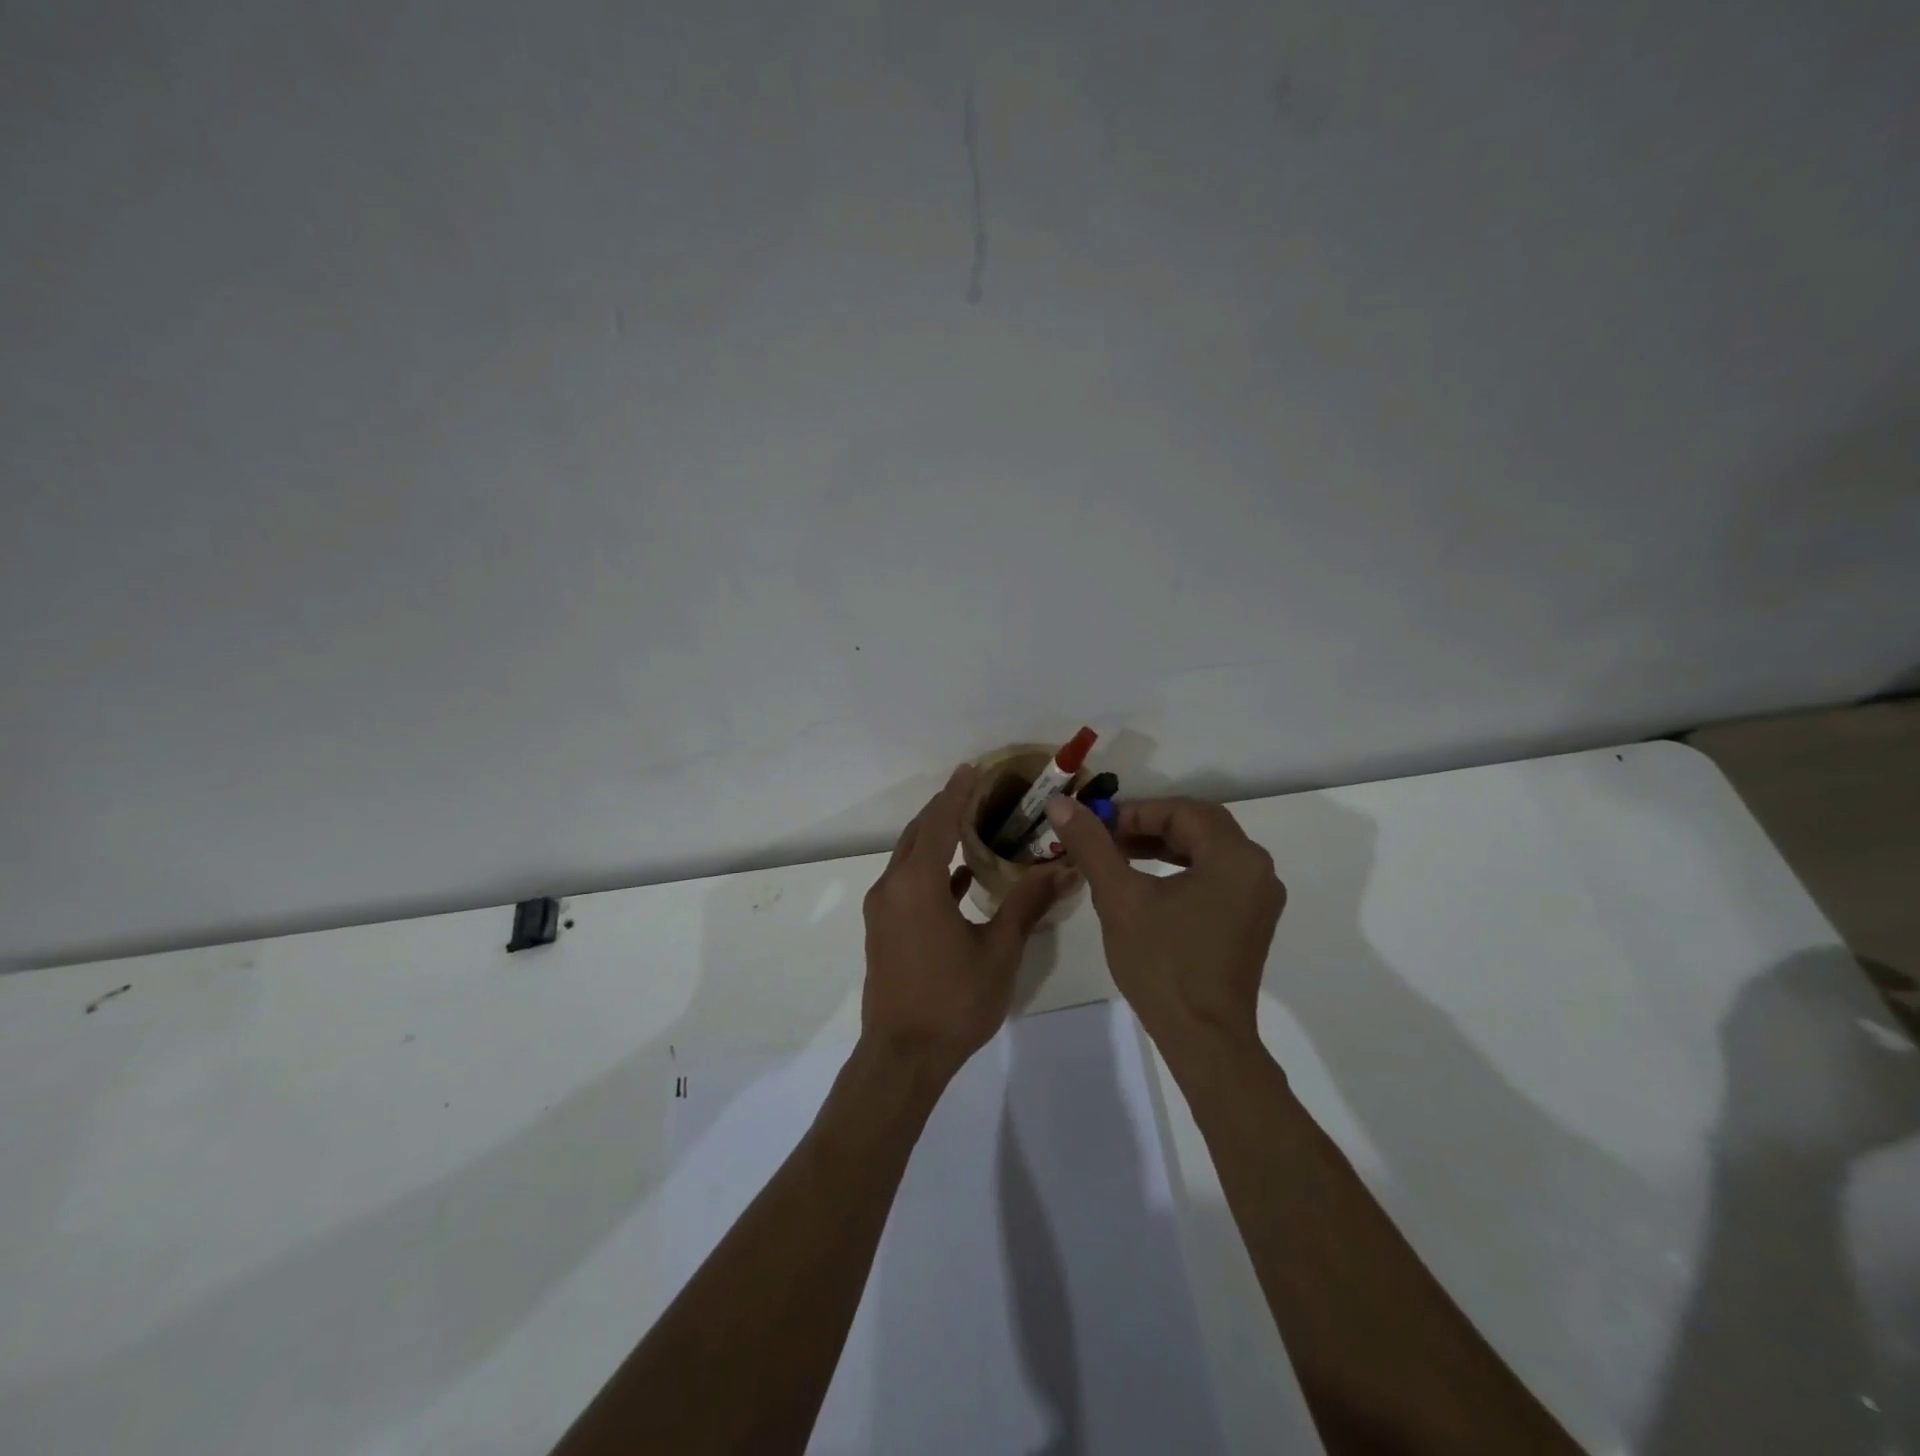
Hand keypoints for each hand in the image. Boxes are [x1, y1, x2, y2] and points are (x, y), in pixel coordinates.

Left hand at [861, 765, 1067, 1076]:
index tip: (973, 768)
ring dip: (935, 837)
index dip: (957, 793)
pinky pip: (907, 882)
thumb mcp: (999, 951)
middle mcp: (892, 887)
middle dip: (944, 808)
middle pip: (918, 833)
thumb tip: (1061, 868)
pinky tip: (960, 876)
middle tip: (977, 789)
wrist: (902, 1057)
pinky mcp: (883, 929)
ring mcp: (883, 909)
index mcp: (917, 884)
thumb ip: (1026, 904)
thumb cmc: (953, 1001)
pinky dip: (930, 869)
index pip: (939, 822)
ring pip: (909, 857)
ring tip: (971, 824)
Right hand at [1045, 796, 1284, 1051]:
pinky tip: (1147, 882)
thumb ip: (1091, 845)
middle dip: (1148, 825)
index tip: (1096, 825)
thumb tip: (1061, 803)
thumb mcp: (1119, 898)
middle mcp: (1257, 869)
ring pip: (1207, 850)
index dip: (1134, 812)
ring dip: (1162, 846)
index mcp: (1235, 857)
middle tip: (1105, 837)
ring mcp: (1258, 897)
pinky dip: (1180, 869)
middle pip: (1198, 826)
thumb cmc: (1163, 964)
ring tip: (1118, 856)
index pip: (1181, 811)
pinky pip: (1215, 876)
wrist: (1203, 1039)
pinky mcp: (1250, 920)